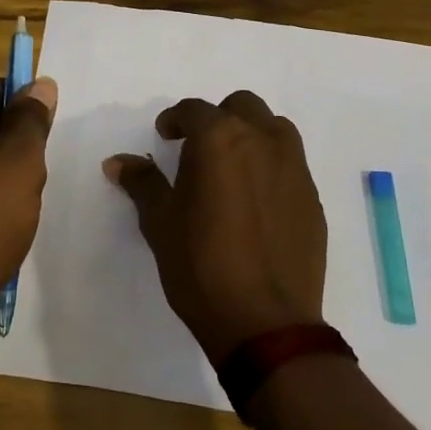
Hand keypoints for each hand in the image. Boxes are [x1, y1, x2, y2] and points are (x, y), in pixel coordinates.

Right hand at [104, 90, 325, 362]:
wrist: (266, 323)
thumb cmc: (201, 266)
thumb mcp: (160, 222)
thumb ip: (142, 183)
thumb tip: (117, 162)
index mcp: (220, 139)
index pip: (194, 110)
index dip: (175, 120)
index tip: (165, 136)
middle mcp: (262, 141)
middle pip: (241, 107)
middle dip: (218, 119)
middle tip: (199, 149)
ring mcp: (294, 168)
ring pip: (274, 128)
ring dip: (251, 135)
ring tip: (233, 167)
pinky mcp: (313, 198)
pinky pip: (291, 164)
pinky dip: (272, 167)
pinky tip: (257, 202)